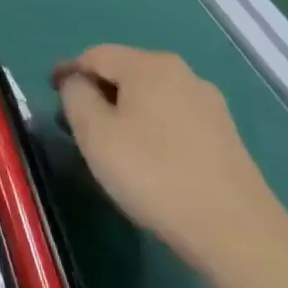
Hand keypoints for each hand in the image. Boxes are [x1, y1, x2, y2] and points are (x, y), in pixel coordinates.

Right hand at [55, 46, 285, 274]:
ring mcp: (209, 105)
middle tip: (77, 128)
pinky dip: (150, 129)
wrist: (235, 232)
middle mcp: (183, 74)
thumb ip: (76, 96)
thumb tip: (78, 83)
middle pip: (124, 73)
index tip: (52, 101)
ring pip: (149, 97)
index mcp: (149, 65)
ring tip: (110, 148)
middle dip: (96, 94)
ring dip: (123, 113)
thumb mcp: (94, 132)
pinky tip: (147, 161)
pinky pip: (172, 119)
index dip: (68, 73)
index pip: (94, 55)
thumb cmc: (152, 173)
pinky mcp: (225, 136)